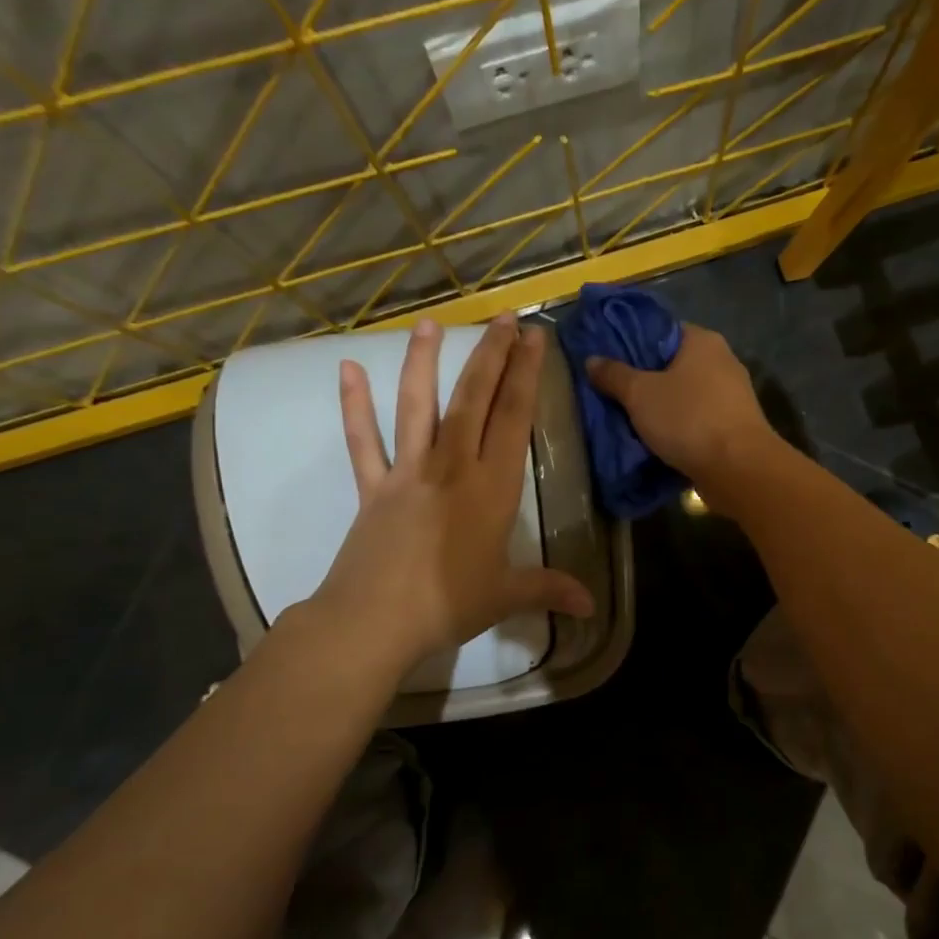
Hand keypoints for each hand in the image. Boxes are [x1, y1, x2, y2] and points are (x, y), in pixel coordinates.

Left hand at [303, 314, 594, 675]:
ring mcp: (408, 472)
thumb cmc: (449, 604)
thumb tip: (591, 606)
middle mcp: (452, 467)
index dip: (526, 375)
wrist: (374, 621)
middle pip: (473, 400)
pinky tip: (347, 371)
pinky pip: (363, 442)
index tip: (533, 338)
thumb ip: (549, 589)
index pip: (514, 418)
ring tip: (429, 323)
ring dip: (424, 363)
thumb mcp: (506, 596)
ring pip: (418, 406)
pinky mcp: (373, 487)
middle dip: (491, 355)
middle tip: (503, 317)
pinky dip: (354, 407)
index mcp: (492, 487)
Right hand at [584, 324, 776, 489]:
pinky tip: (657, 440)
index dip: (633, 343)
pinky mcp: (734, 426)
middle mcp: (722, 361)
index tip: (609, 360)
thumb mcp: (640, 394)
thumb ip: (614, 375)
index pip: (662, 331)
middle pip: (673, 365)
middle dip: (645, 379)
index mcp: (702, 341)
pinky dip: (678, 427)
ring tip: (629, 419)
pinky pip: (697, 420)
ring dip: (661, 407)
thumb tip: (592, 360)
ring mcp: (732, 396)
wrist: (738, 468)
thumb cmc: (688, 419)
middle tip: (613, 393)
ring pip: (685, 395)